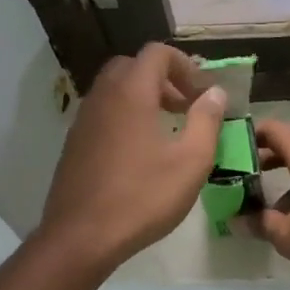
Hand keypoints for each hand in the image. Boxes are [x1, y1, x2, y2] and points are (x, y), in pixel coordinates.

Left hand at [37, 43, 225, 270]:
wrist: (81, 237)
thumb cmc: (142, 197)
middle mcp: (102, 96)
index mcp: (131, 92)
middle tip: (186, 107)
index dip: (185, 65)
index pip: (157, 53)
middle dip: (163, 79)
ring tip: (167, 130)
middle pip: (133, 66)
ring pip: (115, 90)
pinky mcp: (74, 144)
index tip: (203, 93)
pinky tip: (140, 153)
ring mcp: (83, 120)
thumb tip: (216, 93)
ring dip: (143, 98)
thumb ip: (207, 120)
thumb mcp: (191, 161)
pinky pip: (103, 114)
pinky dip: (125, 117)